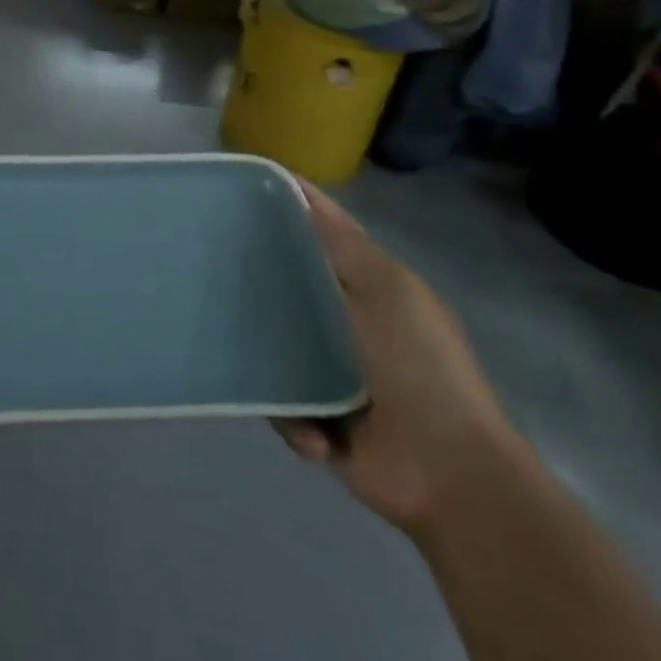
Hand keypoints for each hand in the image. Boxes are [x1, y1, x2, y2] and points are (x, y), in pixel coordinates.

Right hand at [275, 183, 529, 536]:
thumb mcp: (385, 288)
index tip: (242, 185)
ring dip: (265, 356)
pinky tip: (313, 431)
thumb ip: (339, 241)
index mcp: (368, 285)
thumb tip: (295, 188)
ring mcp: (327, 369)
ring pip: (270, 338)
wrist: (449, 475)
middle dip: (255, 278)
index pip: (321, 230)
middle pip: (286, 282)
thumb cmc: (420, 366)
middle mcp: (344, 319)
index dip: (287, 204)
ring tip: (246, 356)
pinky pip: (278, 400)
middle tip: (211, 264)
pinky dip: (294, 418)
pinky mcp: (314, 416)